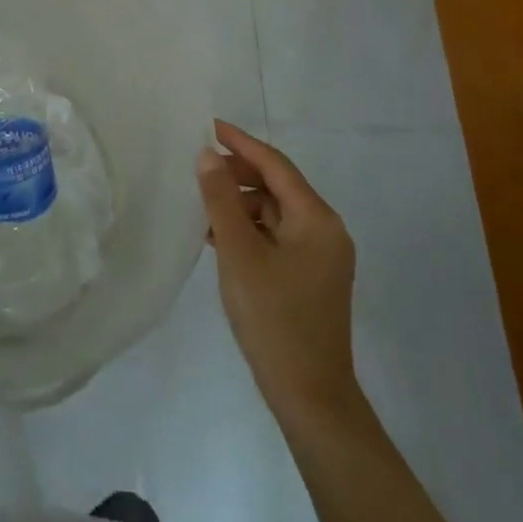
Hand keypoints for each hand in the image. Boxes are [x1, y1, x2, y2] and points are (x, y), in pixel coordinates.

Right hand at [198, 118, 359, 424]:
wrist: (309, 397)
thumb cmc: (274, 317)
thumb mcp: (239, 252)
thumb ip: (221, 199)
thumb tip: (208, 155)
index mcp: (316, 219)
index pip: (275, 164)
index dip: (240, 142)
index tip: (208, 125)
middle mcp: (325, 230)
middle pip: (277, 186)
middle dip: (237, 174)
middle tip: (197, 168)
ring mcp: (320, 256)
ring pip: (274, 212)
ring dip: (239, 204)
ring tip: (201, 205)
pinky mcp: (309, 277)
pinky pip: (275, 236)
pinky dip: (248, 229)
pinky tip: (216, 236)